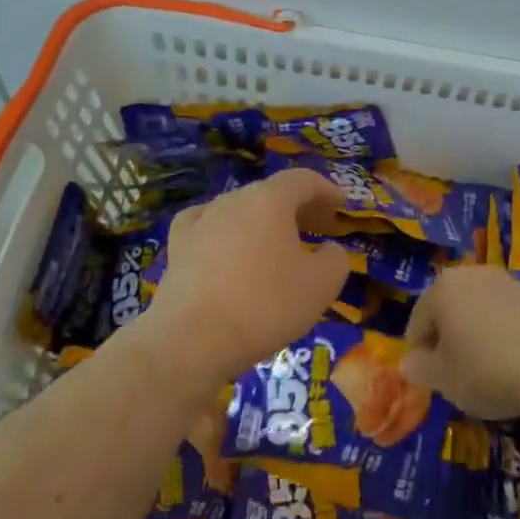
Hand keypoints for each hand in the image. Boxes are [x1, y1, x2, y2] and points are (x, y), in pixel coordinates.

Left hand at [139, 169, 349, 387]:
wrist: (192, 338)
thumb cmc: (265, 305)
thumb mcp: (321, 285)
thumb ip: (335, 260)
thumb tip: (328, 250)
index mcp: (270, 199)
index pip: (303, 180)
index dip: (326, 190)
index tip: (341, 206)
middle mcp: (234, 199)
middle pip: (272, 193)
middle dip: (298, 207)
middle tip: (318, 228)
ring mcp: (202, 220)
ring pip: (241, 210)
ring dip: (263, 222)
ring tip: (276, 245)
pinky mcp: (178, 246)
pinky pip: (207, 227)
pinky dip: (224, 232)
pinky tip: (225, 245)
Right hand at [401, 265, 519, 420]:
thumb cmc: (486, 370)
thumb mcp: (444, 380)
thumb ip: (420, 369)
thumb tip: (408, 363)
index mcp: (442, 288)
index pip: (419, 318)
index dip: (419, 348)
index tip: (428, 374)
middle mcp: (472, 274)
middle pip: (449, 305)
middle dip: (448, 334)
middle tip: (453, 368)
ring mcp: (506, 281)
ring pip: (479, 306)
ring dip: (476, 329)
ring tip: (484, 364)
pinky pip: (506, 312)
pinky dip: (502, 330)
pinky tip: (512, 358)